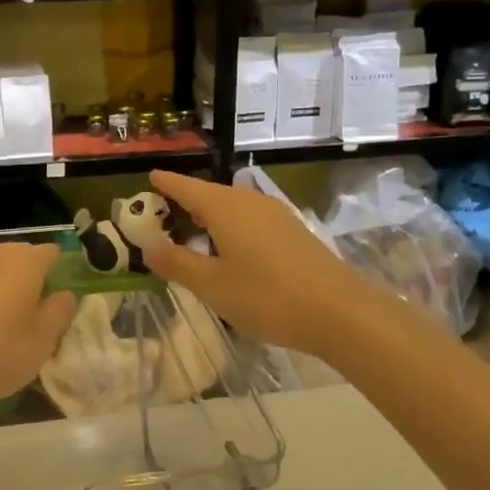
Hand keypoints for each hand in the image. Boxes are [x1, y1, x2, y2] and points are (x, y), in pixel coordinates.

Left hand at [0, 242, 76, 424]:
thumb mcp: (41, 343)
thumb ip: (58, 314)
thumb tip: (64, 294)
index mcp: (25, 261)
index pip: (52, 253)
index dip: (59, 272)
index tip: (60, 300)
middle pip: (20, 257)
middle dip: (29, 279)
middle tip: (33, 316)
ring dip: (0, 289)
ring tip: (2, 325)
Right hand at [142, 169, 368, 356]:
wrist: (340, 312)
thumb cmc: (267, 296)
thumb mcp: (212, 285)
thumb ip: (177, 263)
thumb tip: (148, 247)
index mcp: (224, 207)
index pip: (186, 186)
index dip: (166, 183)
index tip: (149, 177)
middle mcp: (249, 202)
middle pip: (210, 195)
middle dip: (185, 203)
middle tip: (162, 215)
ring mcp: (275, 215)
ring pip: (232, 208)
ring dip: (210, 218)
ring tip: (192, 234)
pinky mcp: (292, 232)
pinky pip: (250, 221)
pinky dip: (231, 229)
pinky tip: (229, 251)